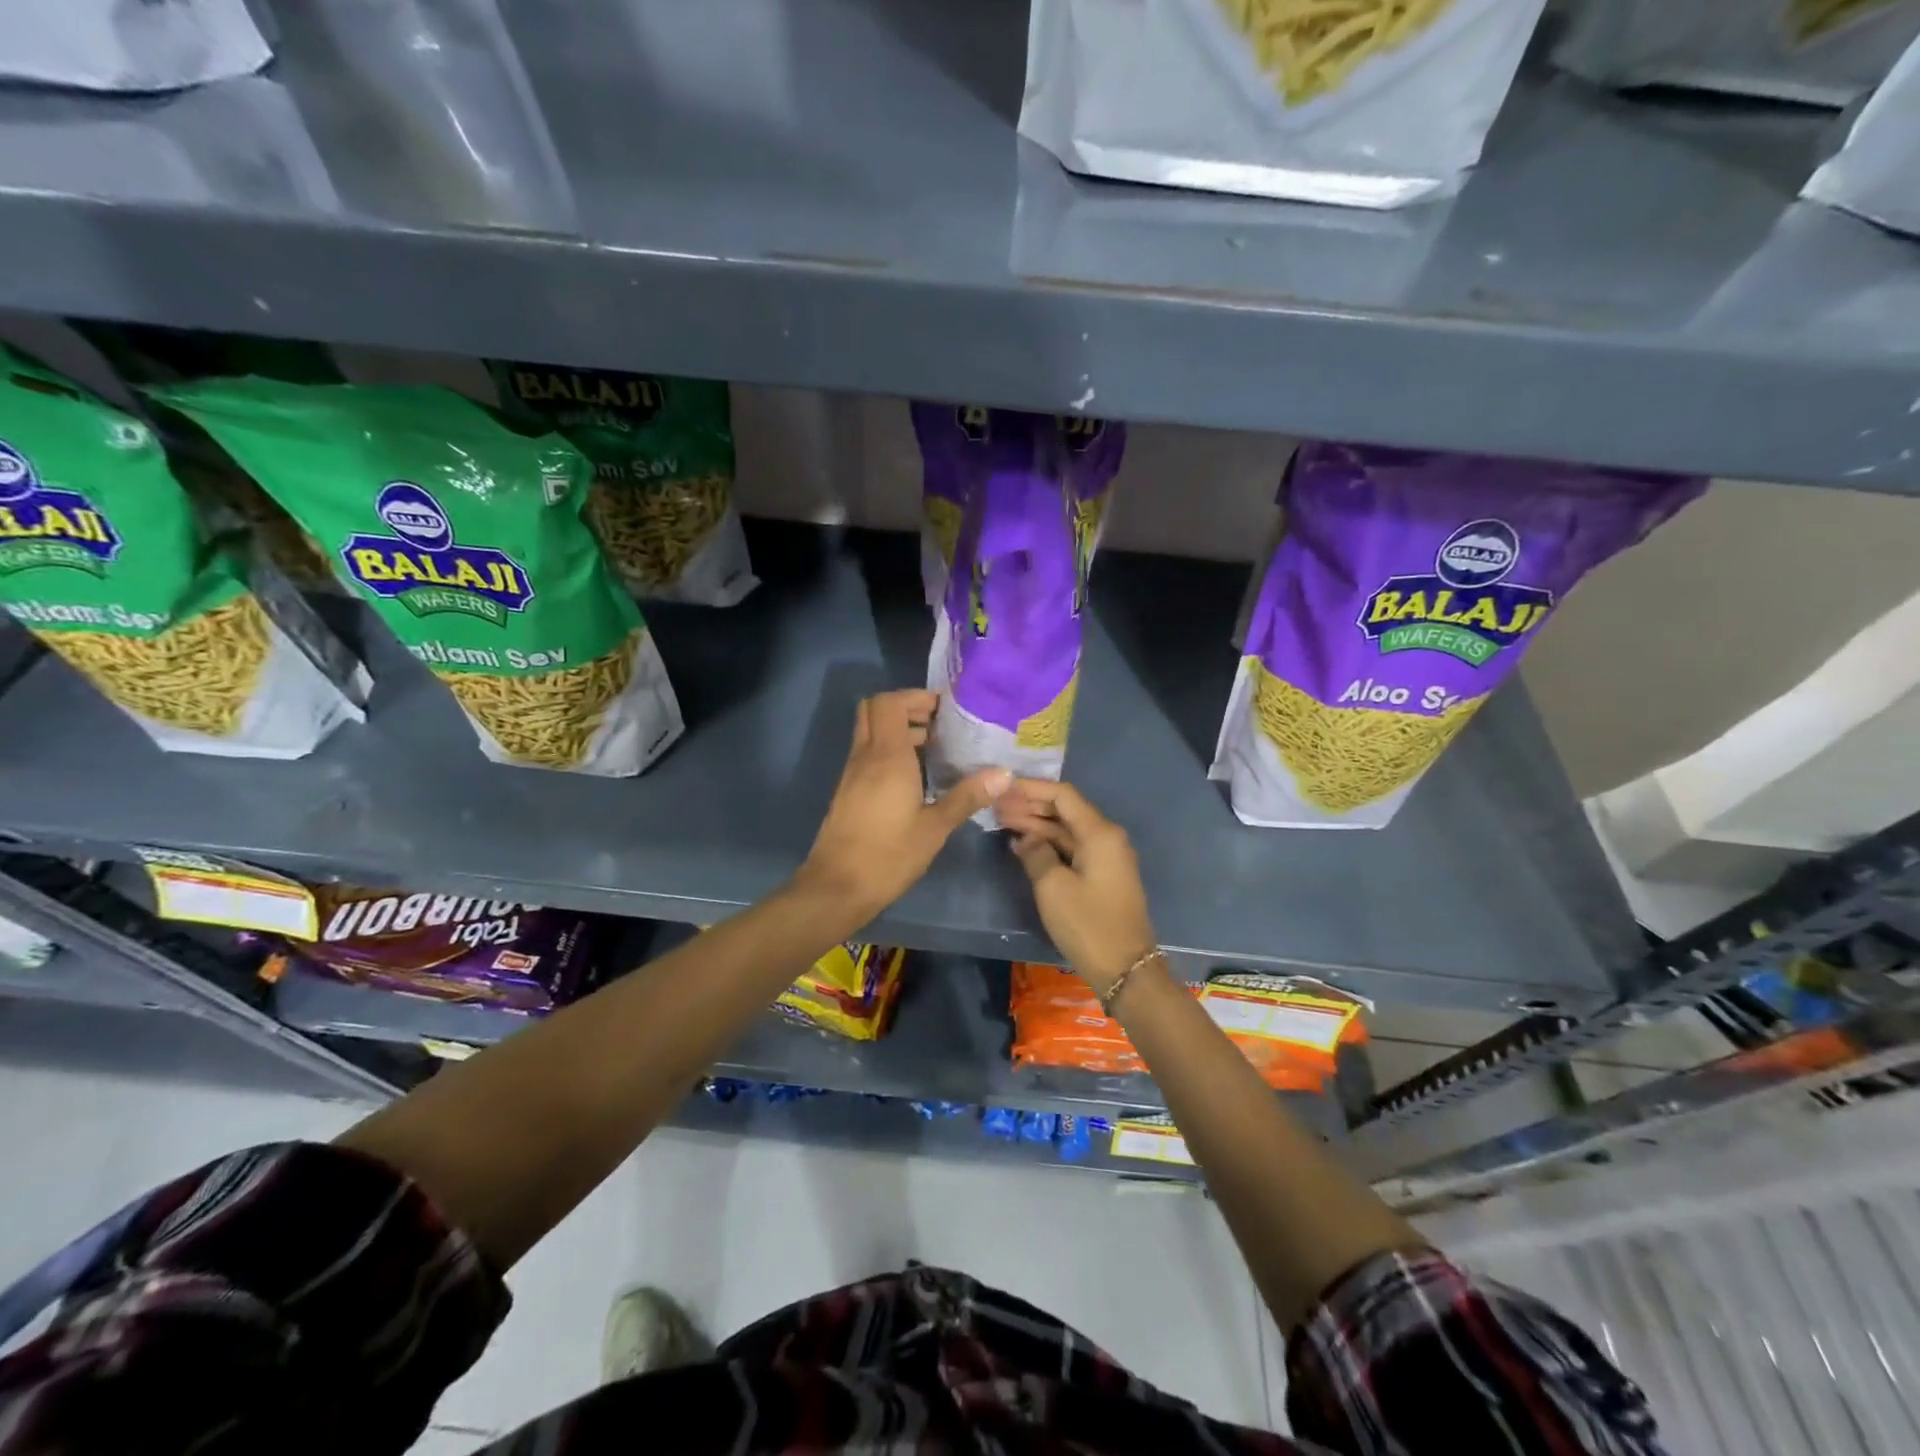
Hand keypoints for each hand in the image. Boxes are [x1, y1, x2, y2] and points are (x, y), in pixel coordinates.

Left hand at [794, 690, 1010, 923]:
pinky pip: (867, 753)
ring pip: (869, 732)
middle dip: (905, 708)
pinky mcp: (848, 791)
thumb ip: (967, 796)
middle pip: (875, 709)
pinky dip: (888, 750)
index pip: (890, 703)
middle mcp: (865, 756)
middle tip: (938, 723)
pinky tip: (915, 776)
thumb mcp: (935, 828)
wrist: (837, 888)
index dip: (915, 697)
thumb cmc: (889, 855)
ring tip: (934, 748)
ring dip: (897, 730)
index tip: (944, 708)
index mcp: (886, 757)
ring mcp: (852, 773)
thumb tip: (1005, 774)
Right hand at [996, 779, 1156, 994]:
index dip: (1031, 788)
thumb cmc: (1088, 924)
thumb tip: (1025, 838)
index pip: (1063, 795)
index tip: (1002, 786)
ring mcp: (1106, 856)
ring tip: (1002, 820)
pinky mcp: (1102, 874)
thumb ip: (1035, 853)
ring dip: (1037, 824)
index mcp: (1099, 832)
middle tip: (995, 805)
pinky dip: (1048, 843)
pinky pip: (1072, 847)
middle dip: (1030, 805)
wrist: (1125, 969)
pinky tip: (1023, 844)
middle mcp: (1107, 837)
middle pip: (1065, 810)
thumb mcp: (1053, 887)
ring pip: (1067, 829)